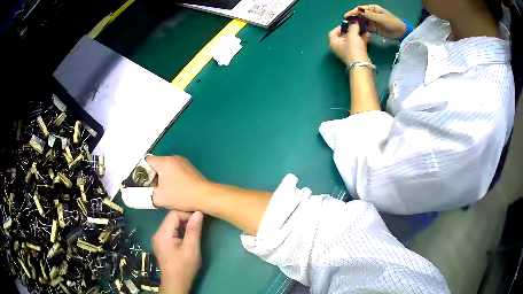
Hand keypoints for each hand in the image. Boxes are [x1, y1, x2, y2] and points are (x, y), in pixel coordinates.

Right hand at [147, 156, 209, 211]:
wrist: (205, 196)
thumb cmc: (181, 196)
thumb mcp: (158, 198)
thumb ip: (146, 194)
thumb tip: (142, 193)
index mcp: (164, 162)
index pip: (146, 161)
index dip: (141, 172)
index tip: (143, 183)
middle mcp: (173, 158)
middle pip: (156, 164)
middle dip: (152, 176)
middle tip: (152, 189)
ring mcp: (183, 162)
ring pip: (166, 168)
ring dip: (162, 178)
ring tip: (163, 191)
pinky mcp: (189, 168)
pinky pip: (175, 170)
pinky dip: (171, 178)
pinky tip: (174, 189)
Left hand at [152, 210, 203, 293]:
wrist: (176, 284)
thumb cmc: (184, 267)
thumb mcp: (191, 248)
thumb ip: (194, 230)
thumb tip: (198, 212)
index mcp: (162, 234)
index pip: (173, 214)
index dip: (187, 214)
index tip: (200, 218)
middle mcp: (157, 234)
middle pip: (171, 219)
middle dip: (185, 219)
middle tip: (199, 223)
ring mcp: (158, 239)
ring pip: (171, 225)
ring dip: (183, 225)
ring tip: (196, 229)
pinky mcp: (161, 244)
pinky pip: (170, 232)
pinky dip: (180, 231)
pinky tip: (188, 236)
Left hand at [329, 22, 370, 64]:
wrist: (362, 65)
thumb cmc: (353, 49)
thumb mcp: (352, 35)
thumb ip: (353, 26)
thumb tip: (354, 21)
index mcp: (333, 42)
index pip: (334, 31)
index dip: (341, 26)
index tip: (349, 23)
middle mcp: (338, 46)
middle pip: (344, 35)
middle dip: (352, 29)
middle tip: (358, 25)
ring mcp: (347, 50)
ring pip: (352, 39)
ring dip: (358, 33)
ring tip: (364, 28)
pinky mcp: (355, 54)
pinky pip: (357, 44)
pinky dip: (361, 39)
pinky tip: (367, 35)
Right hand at [345, 5, 405, 39]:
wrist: (400, 33)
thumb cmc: (392, 23)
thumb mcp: (381, 18)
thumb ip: (369, 15)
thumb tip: (358, 10)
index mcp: (373, 9)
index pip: (360, 9)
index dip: (353, 12)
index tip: (346, 16)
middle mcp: (371, 14)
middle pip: (359, 15)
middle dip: (353, 18)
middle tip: (346, 23)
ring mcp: (372, 21)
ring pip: (362, 21)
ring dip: (356, 24)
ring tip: (350, 28)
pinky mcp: (373, 28)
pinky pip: (365, 28)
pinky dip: (361, 29)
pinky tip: (356, 31)